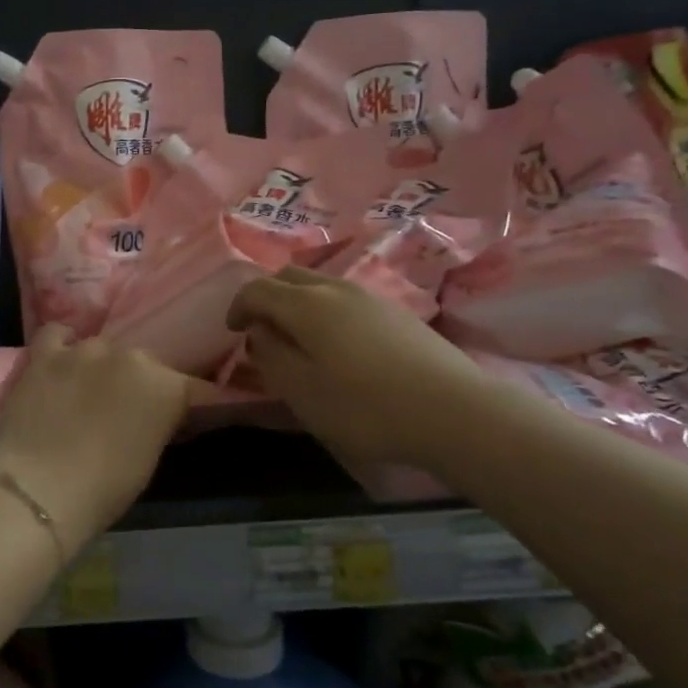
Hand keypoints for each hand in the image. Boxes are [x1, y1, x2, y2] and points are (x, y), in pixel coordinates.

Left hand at [0, 326, 191, 548]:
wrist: (38, 488)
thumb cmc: (103, 488)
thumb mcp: (148, 460)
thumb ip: (159, 424)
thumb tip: (161, 416)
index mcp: (166, 386)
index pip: (195, 390)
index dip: (196, 405)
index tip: (190, 418)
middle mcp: (130, 357)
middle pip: (145, 365)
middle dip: (142, 384)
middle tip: (130, 412)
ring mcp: (85, 350)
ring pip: (103, 350)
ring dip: (102, 368)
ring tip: (89, 393)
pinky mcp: (45, 354)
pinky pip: (56, 335)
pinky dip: (62, 345)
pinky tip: (61, 361)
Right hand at [226, 267, 489, 473]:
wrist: (455, 412)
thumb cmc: (365, 406)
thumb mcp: (302, 391)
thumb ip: (271, 356)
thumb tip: (259, 332)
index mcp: (305, 304)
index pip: (257, 288)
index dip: (238, 306)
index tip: (232, 332)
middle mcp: (335, 288)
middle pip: (289, 276)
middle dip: (267, 297)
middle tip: (263, 330)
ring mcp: (371, 297)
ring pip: (320, 285)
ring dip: (299, 303)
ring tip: (300, 340)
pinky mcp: (397, 312)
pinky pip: (346, 299)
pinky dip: (327, 311)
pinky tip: (340, 346)